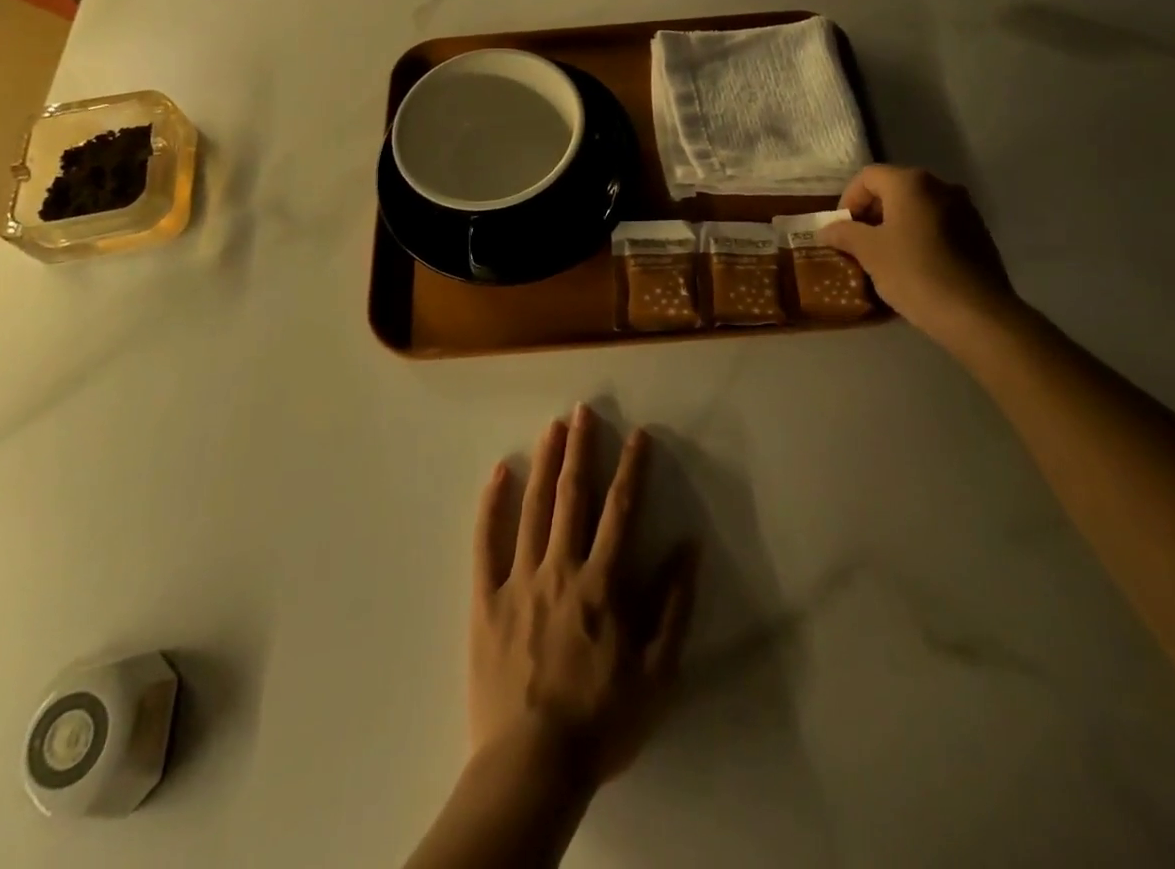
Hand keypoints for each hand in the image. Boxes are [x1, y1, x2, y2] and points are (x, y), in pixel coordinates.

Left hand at [471, 406, 697, 789]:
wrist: (532, 765)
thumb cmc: (602, 719)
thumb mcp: (657, 672)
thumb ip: (673, 605)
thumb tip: (688, 545)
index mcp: (602, 583)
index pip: (621, 511)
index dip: (632, 469)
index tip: (638, 434)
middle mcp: (560, 568)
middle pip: (573, 496)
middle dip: (581, 450)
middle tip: (583, 410)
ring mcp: (519, 579)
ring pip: (533, 508)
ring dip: (544, 463)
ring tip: (552, 427)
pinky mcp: (486, 598)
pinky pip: (486, 543)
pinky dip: (491, 505)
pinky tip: (498, 472)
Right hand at [819, 164, 1013, 342]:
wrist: (977, 314)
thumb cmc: (915, 273)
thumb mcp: (869, 253)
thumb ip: (844, 233)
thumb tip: (826, 229)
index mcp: (911, 183)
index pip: (867, 177)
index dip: (848, 200)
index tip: (842, 229)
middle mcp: (941, 186)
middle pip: (894, 189)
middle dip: (871, 213)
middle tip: (858, 243)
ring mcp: (964, 209)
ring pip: (917, 208)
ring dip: (895, 225)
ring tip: (883, 257)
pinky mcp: (978, 233)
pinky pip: (937, 225)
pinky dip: (918, 237)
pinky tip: (913, 266)